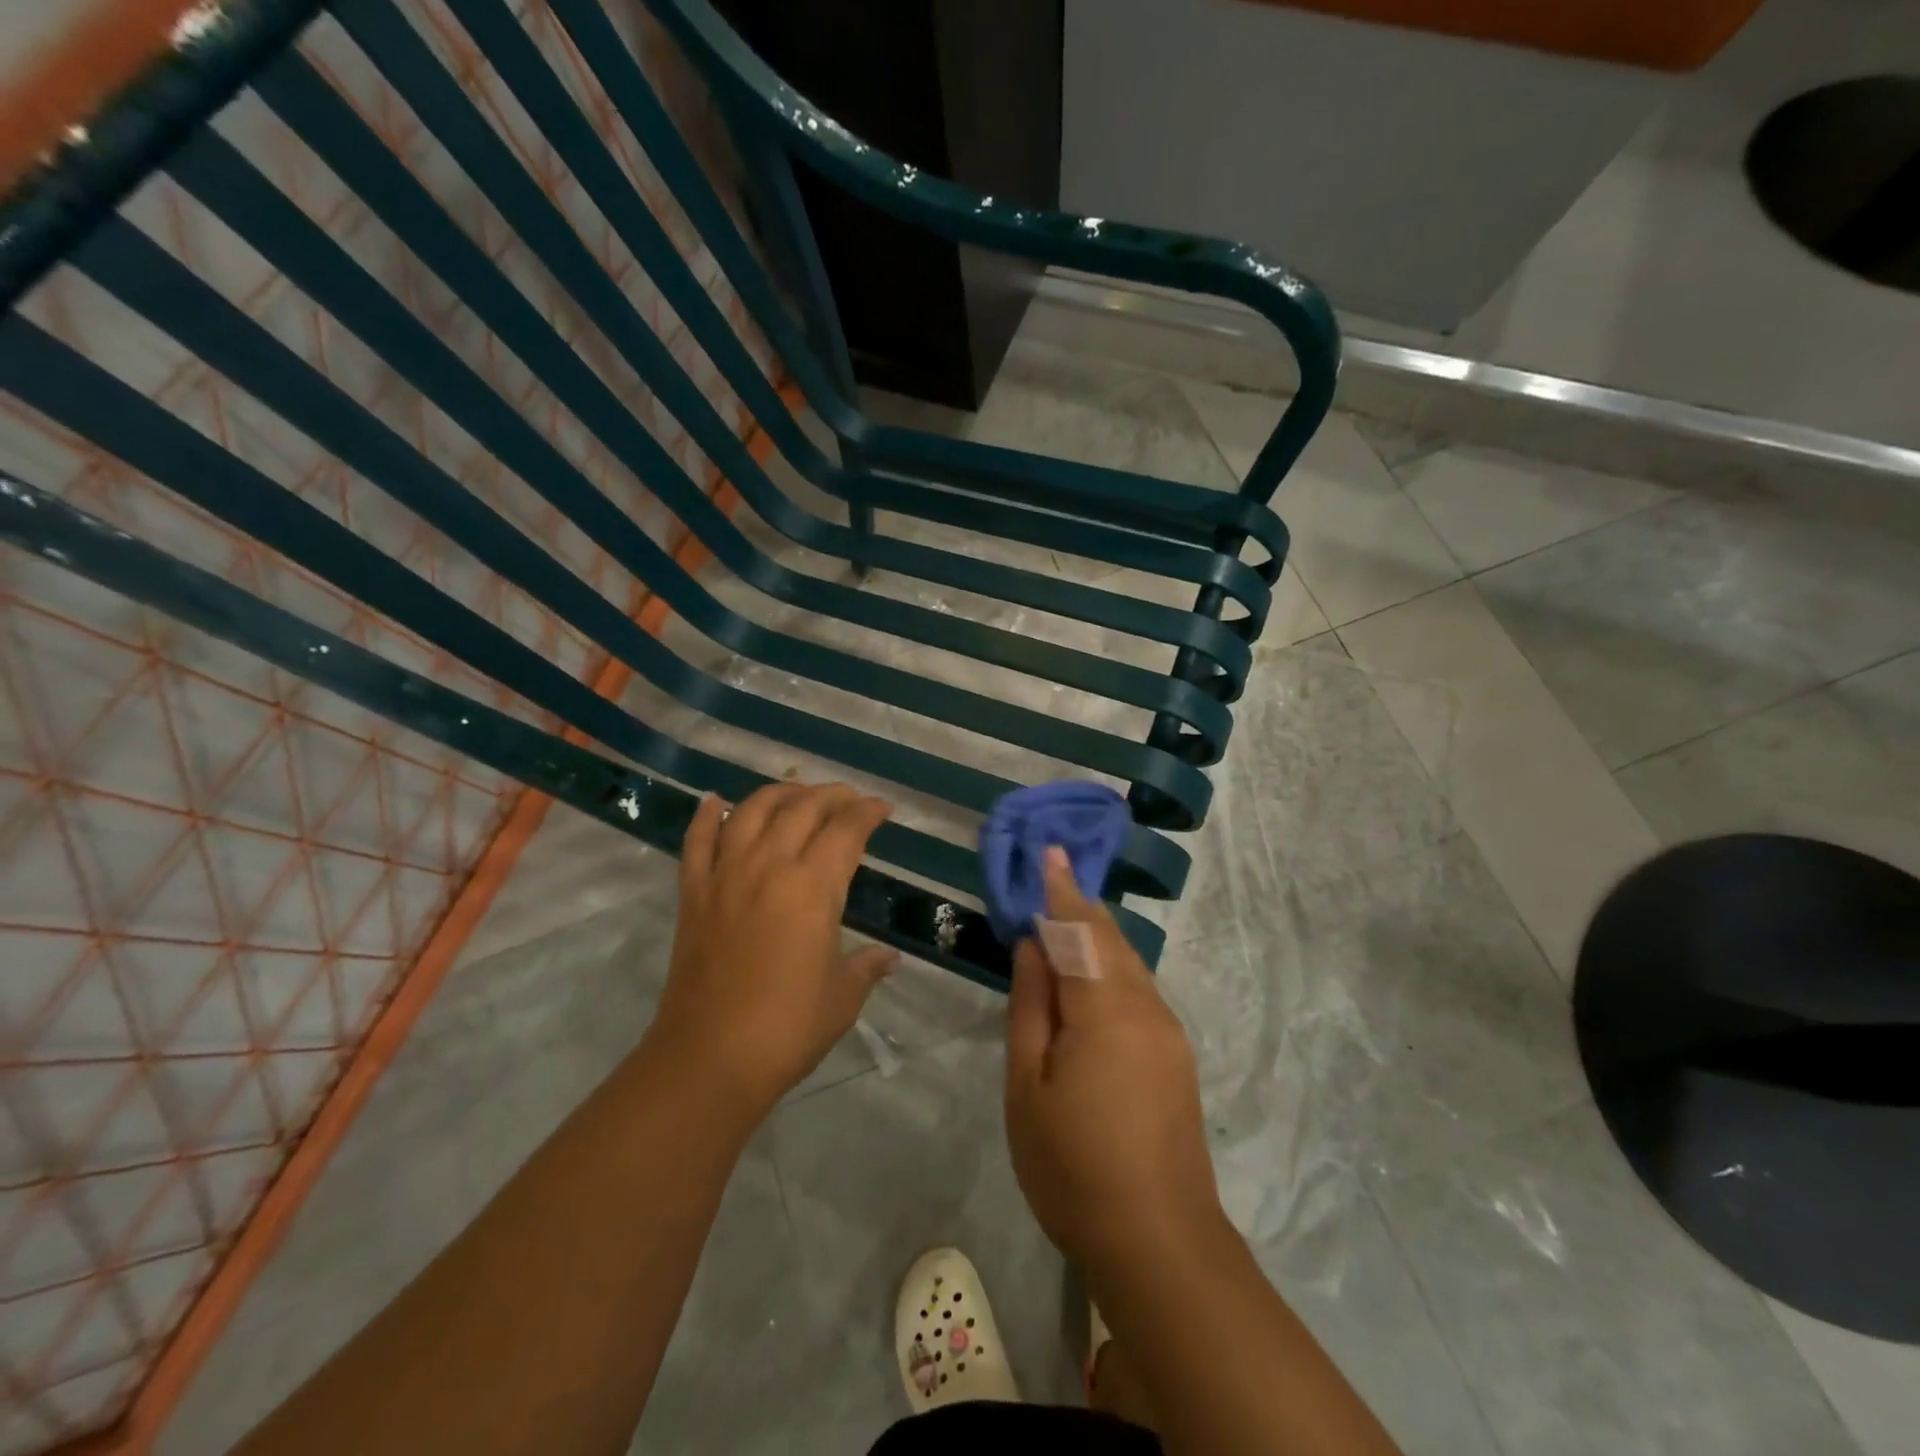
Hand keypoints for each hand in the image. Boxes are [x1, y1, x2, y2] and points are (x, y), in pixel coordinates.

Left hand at [648, 783, 897, 1117]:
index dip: (868, 812)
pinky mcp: (693, 893)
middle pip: (803, 808)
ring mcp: (726, 876)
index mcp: (813, 888)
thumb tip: (887, 957)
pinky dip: (707, 816)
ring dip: (779, 794)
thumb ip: (867, 967)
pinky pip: (697, 841)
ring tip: (797, 794)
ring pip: (752, 811)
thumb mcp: (842, 997)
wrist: (709, 1058)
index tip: (882, 808)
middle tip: (848, 799)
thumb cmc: (787, 1028)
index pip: (847, 830)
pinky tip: (715, 802)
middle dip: (832, 795)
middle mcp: (770, 867)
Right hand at [1005, 847, 1225, 1274]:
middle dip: (1079, 905)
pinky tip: (1092, 973)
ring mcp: (1168, 1032)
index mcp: (1105, 1009)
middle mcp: (1145, 1007)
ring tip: (1066, 913)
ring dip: (1097, 933)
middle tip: (1052, 873)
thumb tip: (1032, 946)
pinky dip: (1111, 965)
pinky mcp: (1176, 1055)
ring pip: (1128, 963)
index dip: (1060, 890)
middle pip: (1109, 939)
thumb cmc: (1073, 1165)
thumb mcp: (1028, 1086)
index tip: (1049, 851)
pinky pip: (1138, 989)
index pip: (1078, 930)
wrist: (1159, 1241)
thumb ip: (1031, 1007)